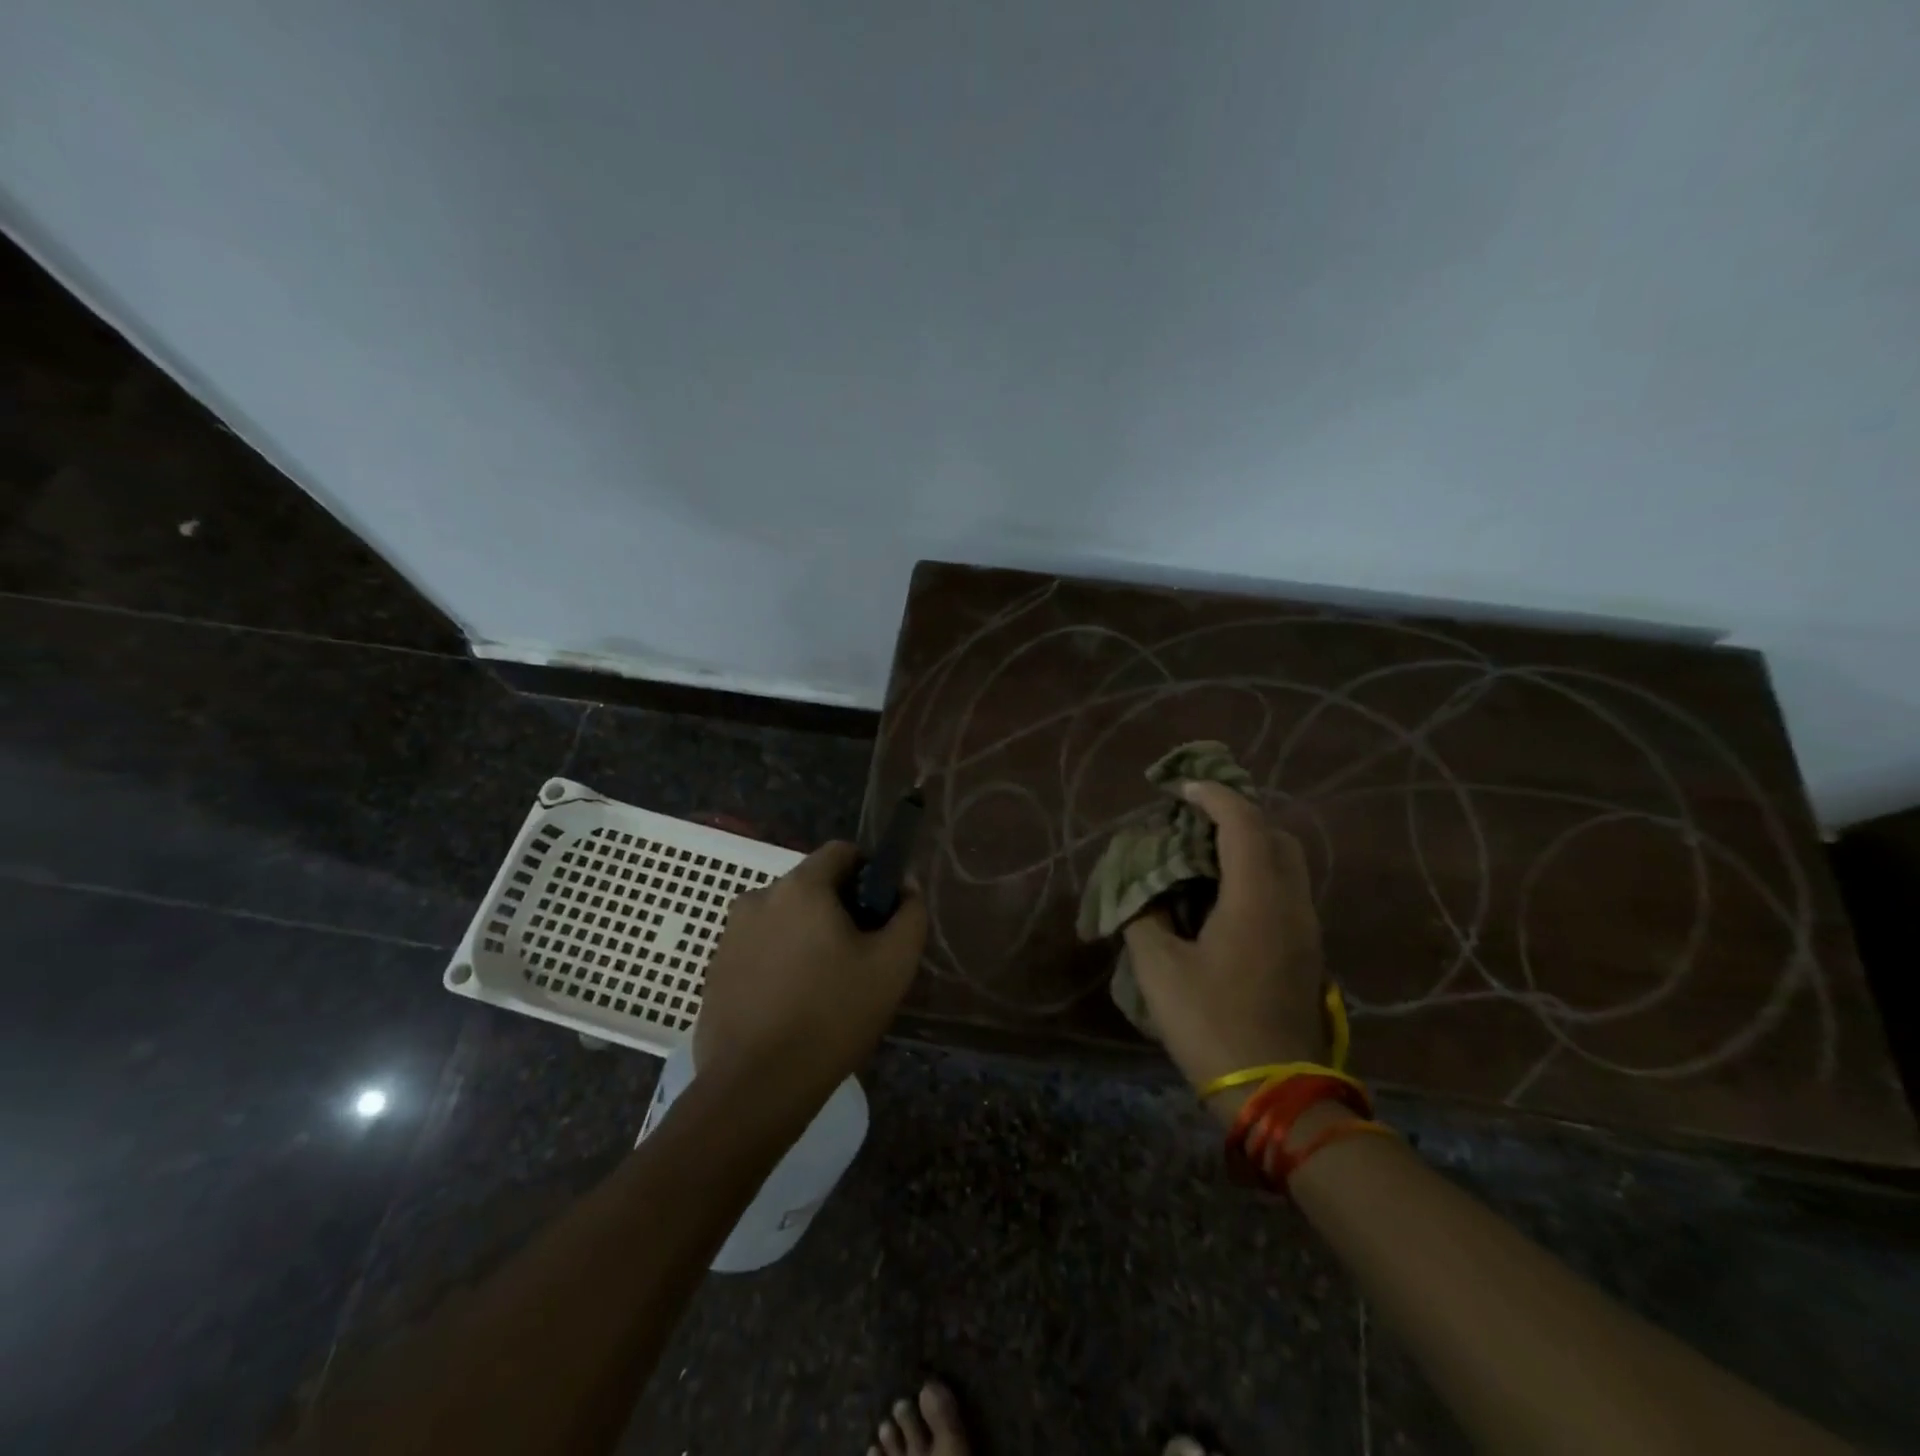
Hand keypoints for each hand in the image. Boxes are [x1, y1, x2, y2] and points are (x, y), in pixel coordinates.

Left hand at [693, 842, 926, 1114]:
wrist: (756, 1087)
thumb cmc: (832, 1016)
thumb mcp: (893, 965)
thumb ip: (909, 914)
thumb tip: (905, 888)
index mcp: (800, 887)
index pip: (842, 852)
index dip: (869, 873)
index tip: (881, 913)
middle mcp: (758, 898)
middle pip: (812, 886)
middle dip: (839, 910)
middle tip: (858, 957)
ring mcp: (730, 935)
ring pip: (784, 918)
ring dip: (807, 936)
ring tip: (824, 986)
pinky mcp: (714, 970)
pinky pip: (759, 948)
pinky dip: (779, 962)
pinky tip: (792, 1005)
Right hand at [1122, 781, 1328, 1122]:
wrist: (1276, 1094)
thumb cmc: (1212, 1023)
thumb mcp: (1159, 969)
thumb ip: (1145, 917)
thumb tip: (1143, 891)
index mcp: (1257, 898)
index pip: (1243, 822)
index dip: (1212, 796)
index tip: (1180, 789)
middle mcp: (1291, 903)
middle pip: (1275, 836)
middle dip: (1236, 816)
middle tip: (1194, 822)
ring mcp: (1306, 930)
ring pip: (1286, 864)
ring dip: (1249, 846)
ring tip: (1203, 855)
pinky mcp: (1307, 953)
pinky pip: (1285, 891)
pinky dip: (1257, 874)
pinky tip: (1221, 897)